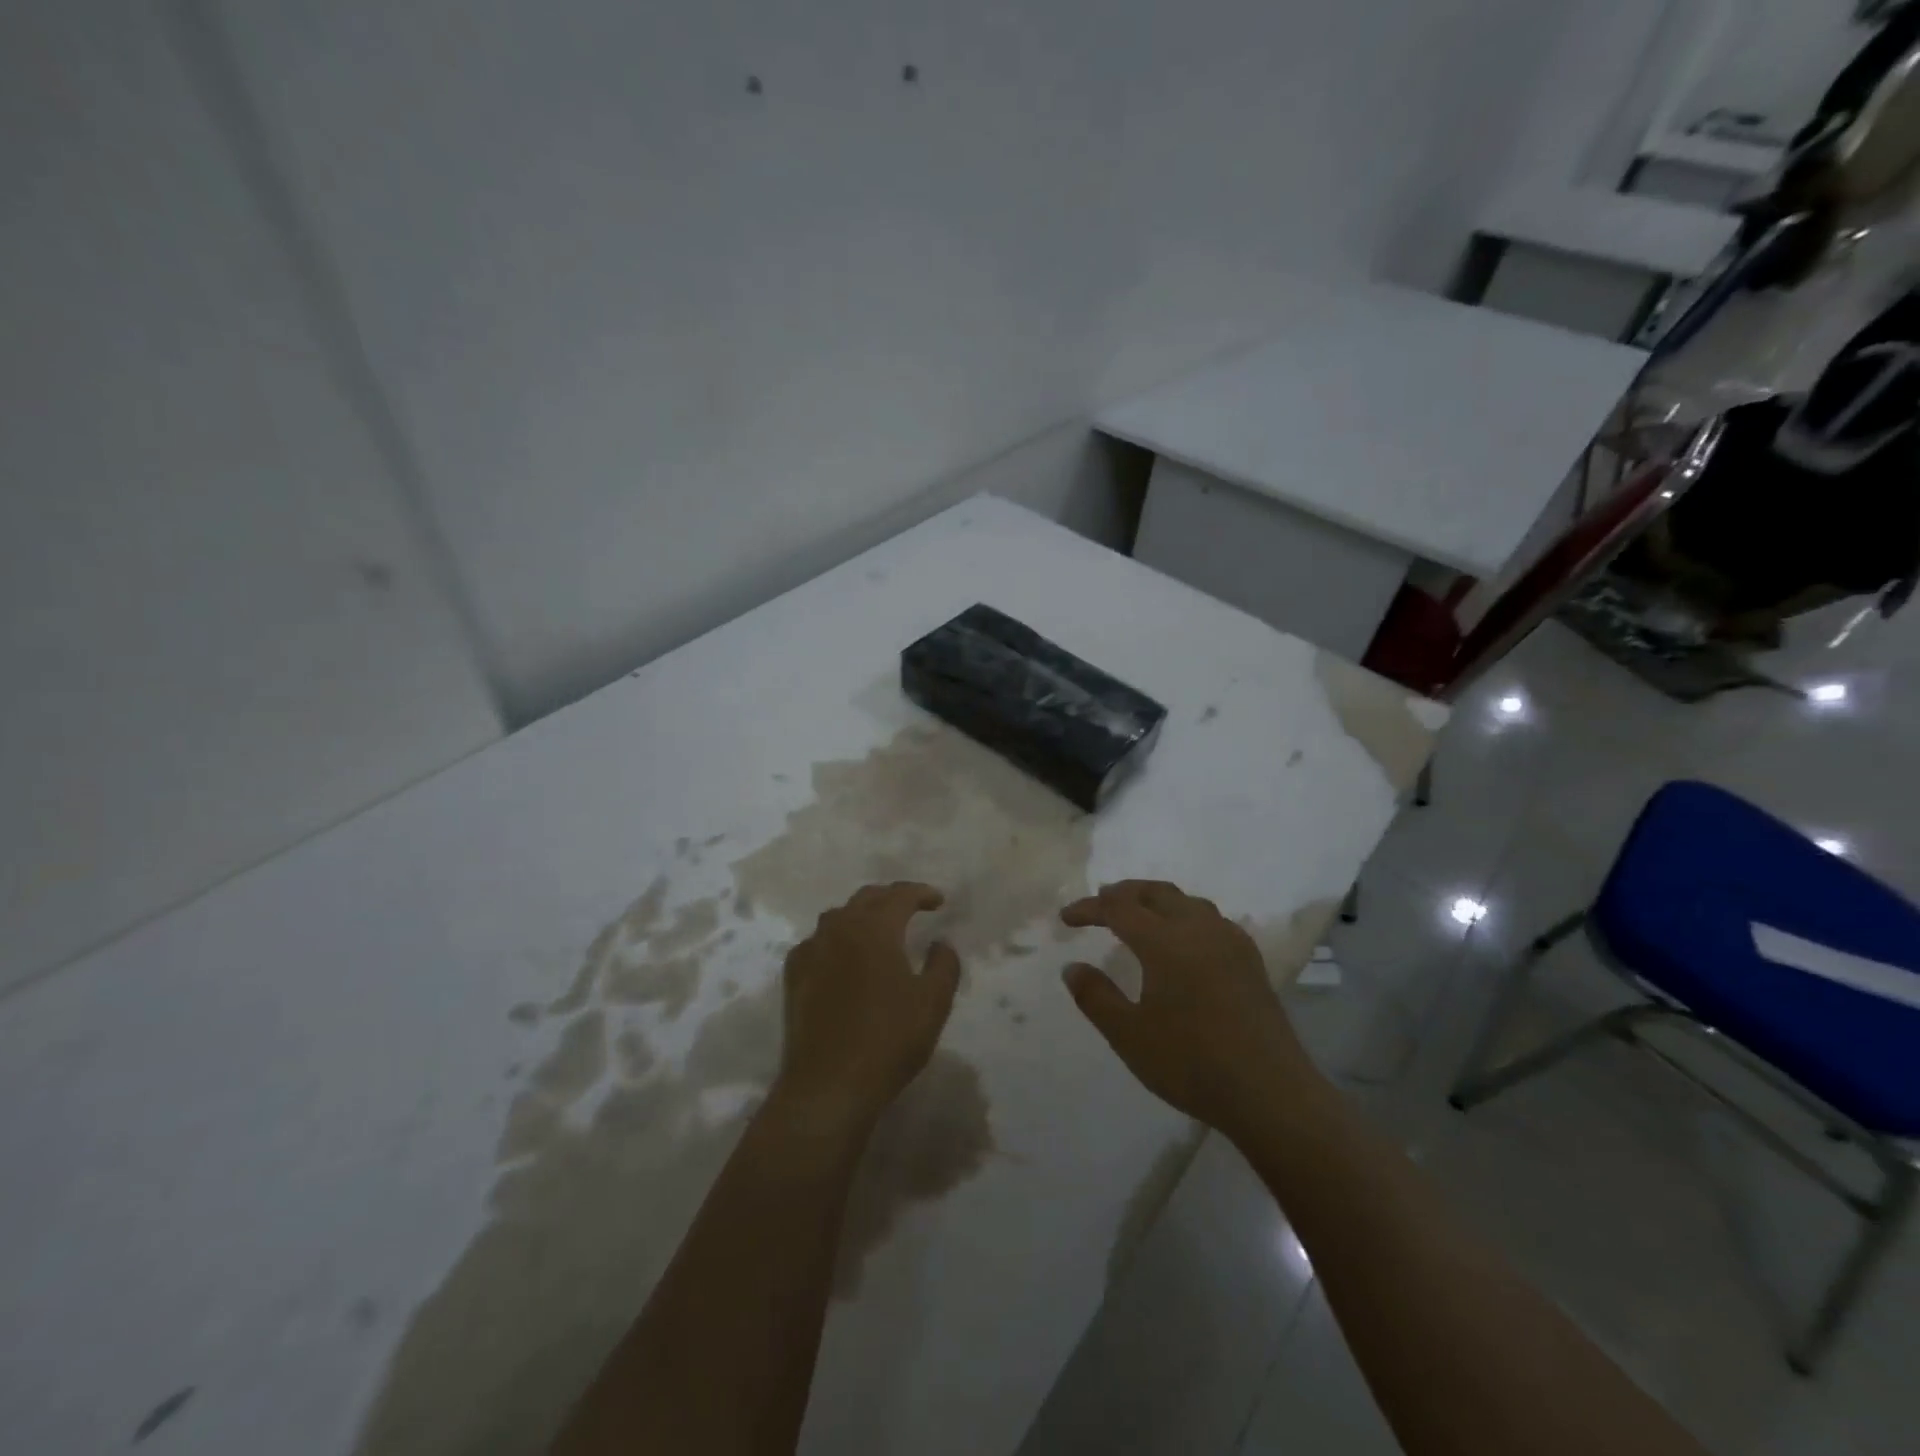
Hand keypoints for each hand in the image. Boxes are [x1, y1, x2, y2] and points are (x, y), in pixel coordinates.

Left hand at [775, 882, 961, 1132]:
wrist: (828, 1085)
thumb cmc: (888, 1040)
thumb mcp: (933, 1003)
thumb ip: (944, 965)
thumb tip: (940, 943)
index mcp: (874, 929)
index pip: (899, 895)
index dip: (921, 893)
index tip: (938, 901)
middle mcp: (839, 929)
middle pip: (866, 899)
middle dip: (891, 898)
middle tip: (912, 909)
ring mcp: (811, 951)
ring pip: (838, 917)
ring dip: (861, 916)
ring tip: (879, 930)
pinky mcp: (794, 976)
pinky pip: (817, 942)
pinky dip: (836, 939)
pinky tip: (843, 957)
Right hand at [1060, 880, 1322, 1143]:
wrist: (1272, 1093)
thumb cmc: (1192, 1064)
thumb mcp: (1129, 1036)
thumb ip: (1095, 997)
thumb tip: (1072, 967)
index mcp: (1165, 941)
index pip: (1118, 907)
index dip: (1089, 908)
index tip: (1066, 919)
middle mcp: (1198, 929)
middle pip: (1155, 892)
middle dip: (1123, 893)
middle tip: (1099, 904)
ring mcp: (1230, 941)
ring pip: (1186, 901)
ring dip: (1156, 900)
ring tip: (1138, 915)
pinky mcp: (1250, 959)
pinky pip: (1209, 918)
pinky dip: (1183, 915)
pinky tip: (1182, 940)